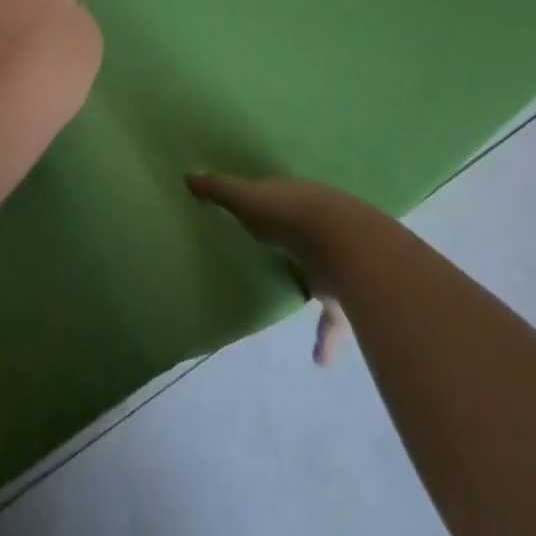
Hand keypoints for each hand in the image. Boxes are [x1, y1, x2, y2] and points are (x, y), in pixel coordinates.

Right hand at [186, 172, 357, 366]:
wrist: (347, 245)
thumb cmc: (291, 214)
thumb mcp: (248, 198)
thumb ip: (220, 190)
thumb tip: (188, 174)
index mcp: (298, 198)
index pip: (281, 198)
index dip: (268, 203)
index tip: (253, 211)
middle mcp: (320, 227)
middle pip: (303, 233)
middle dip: (292, 240)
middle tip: (273, 252)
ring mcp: (336, 261)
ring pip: (322, 274)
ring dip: (311, 287)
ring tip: (296, 300)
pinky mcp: (343, 296)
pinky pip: (331, 320)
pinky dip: (325, 338)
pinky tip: (319, 360)